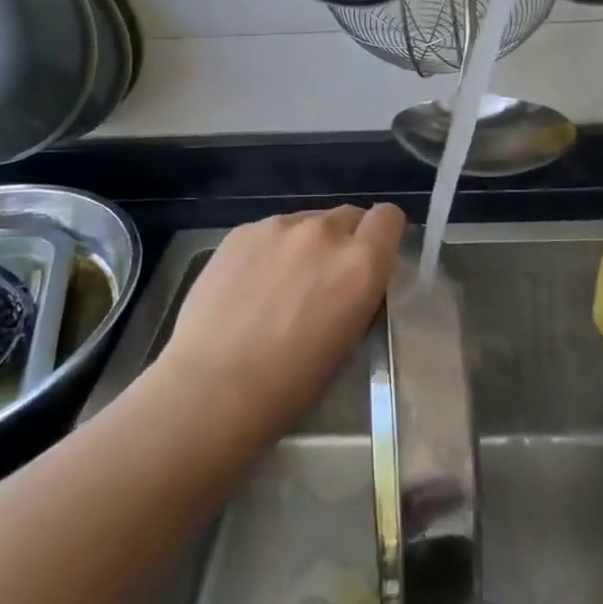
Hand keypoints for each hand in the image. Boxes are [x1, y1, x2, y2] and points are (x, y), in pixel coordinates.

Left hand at [155, 204, 405, 441]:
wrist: (213, 388)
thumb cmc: (291, 384)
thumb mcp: (350, 340)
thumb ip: (360, 293)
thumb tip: (354, 279)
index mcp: (361, 263)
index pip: (389, 217)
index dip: (382, 236)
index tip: (371, 259)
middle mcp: (325, 232)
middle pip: (349, 215)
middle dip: (344, 241)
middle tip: (323, 279)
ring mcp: (280, 227)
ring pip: (308, 222)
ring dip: (305, 244)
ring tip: (279, 284)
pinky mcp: (242, 231)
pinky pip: (271, 231)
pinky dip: (270, 250)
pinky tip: (248, 285)